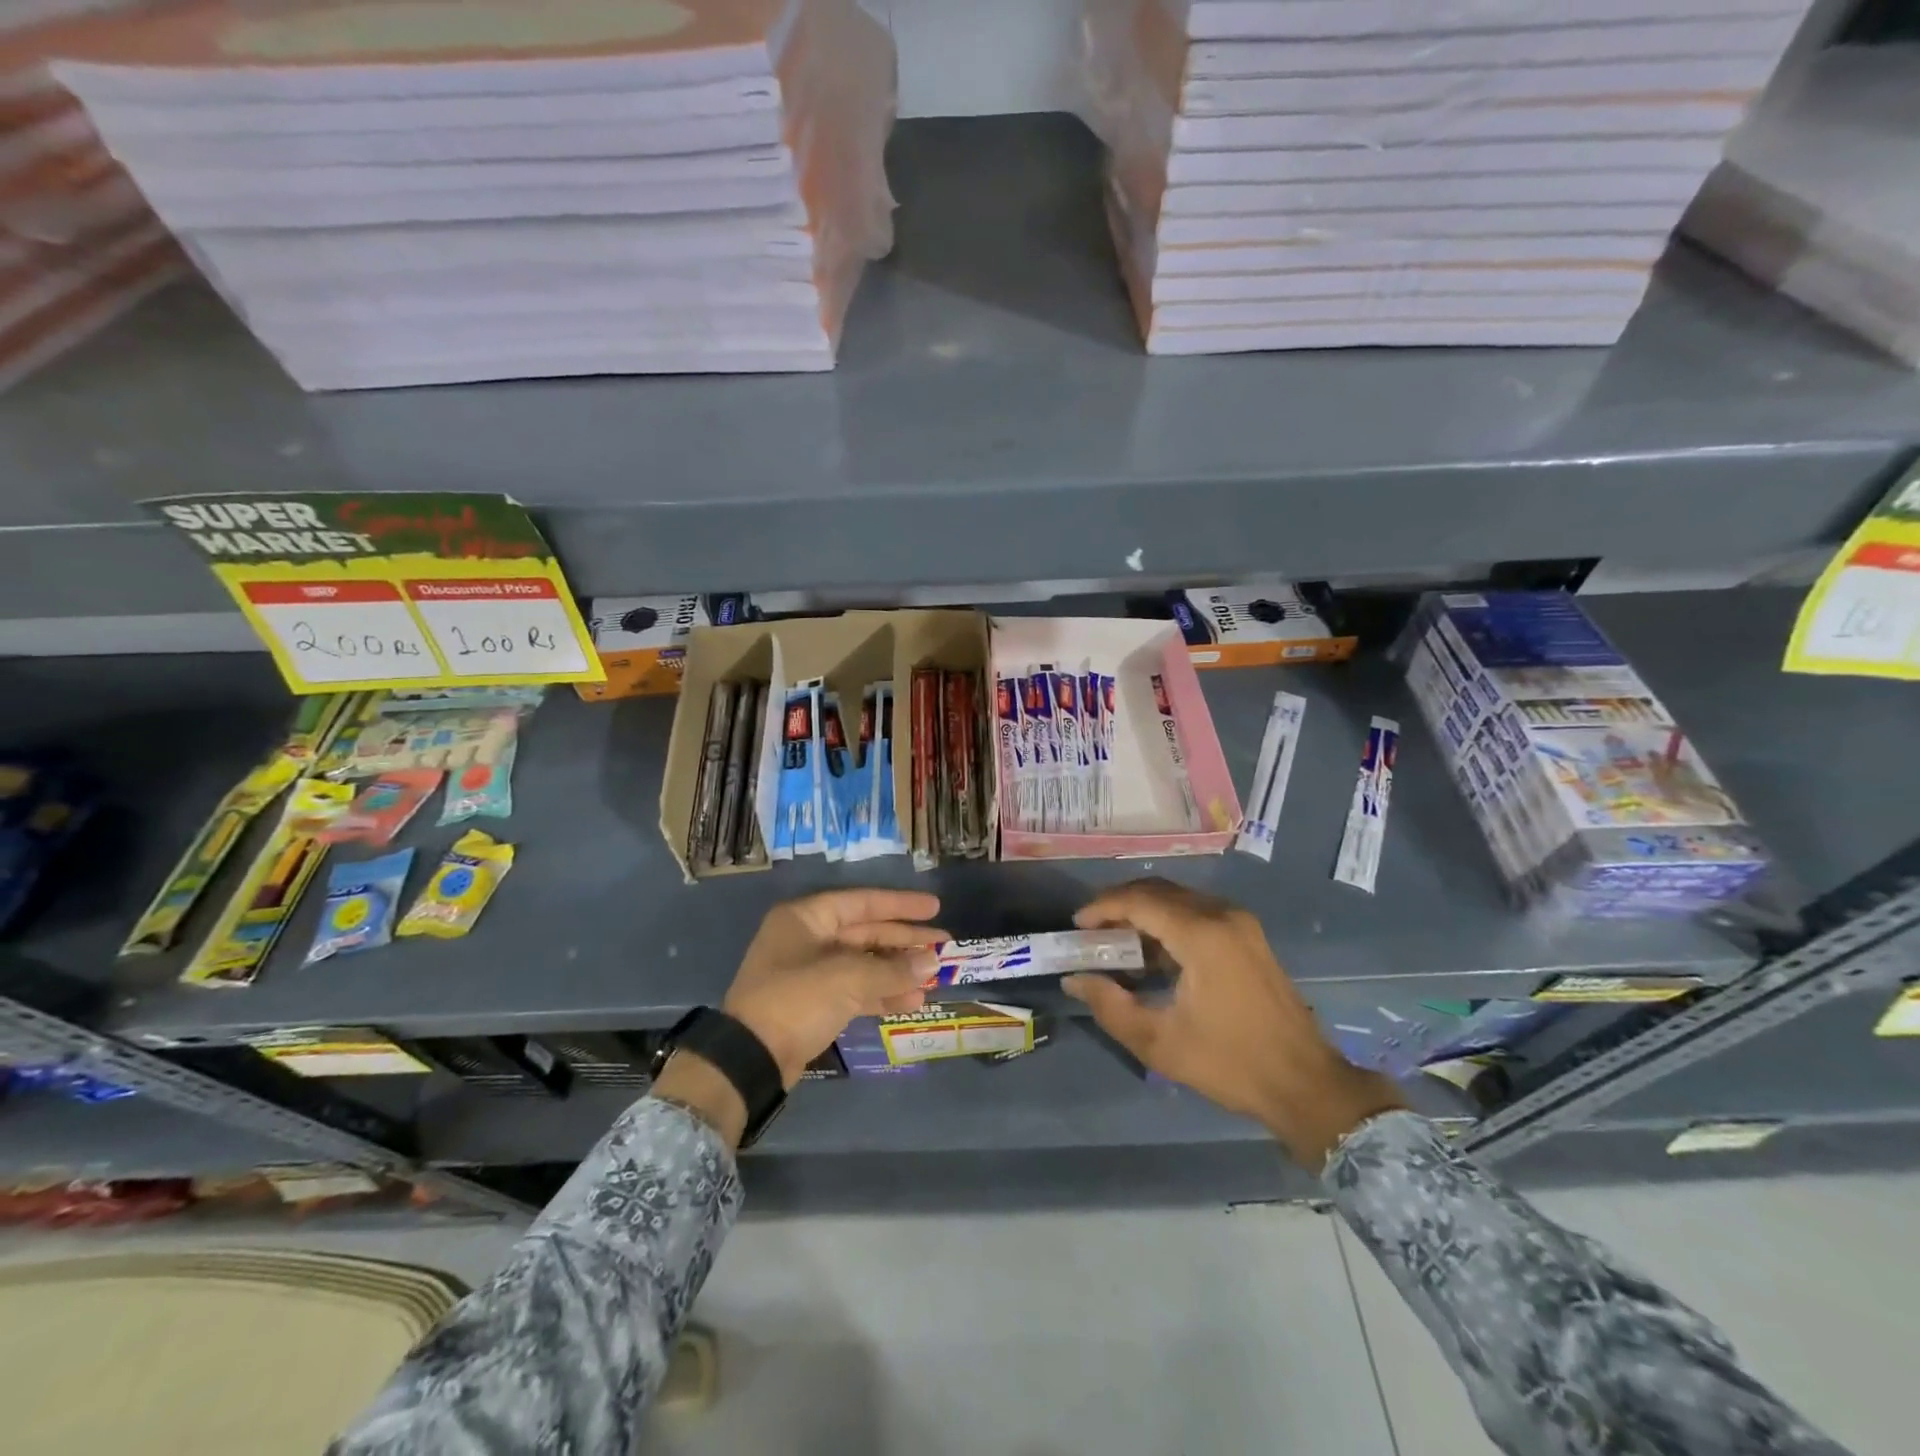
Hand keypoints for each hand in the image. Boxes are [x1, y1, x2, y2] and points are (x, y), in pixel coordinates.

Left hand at [722, 888, 947, 1088]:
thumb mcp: (848, 979)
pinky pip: (856, 990)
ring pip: (864, 963)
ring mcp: (810, 972)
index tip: (935, 908)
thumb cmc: (796, 1000)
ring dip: (898, 970)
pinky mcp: (814, 1003)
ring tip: (934, 977)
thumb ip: (892, 969)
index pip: (863, 903)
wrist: (750, 1059)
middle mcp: (808, 938)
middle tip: (943, 945)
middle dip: (904, 941)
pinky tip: (913, 1001)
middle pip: (866, 932)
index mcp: (807, 918)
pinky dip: (882, 994)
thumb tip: (932, 962)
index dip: (901, 905)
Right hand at [1062, 879, 1404, 1168]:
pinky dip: (1168, 922)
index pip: (1139, 900)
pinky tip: (1153, 954)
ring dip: (1144, 912)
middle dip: (1120, 905)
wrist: (1305, 1084)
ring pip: (1178, 899)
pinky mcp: (1249, 936)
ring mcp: (1240, 923)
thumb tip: (1074, 980)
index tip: (1076, 926)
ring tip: (1116, 943)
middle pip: (1158, 891)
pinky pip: (1197, 912)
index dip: (1102, 907)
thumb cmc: (1230, 1063)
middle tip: (1092, 931)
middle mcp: (1222, 915)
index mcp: (1201, 934)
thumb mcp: (1159, 1042)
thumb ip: (1109, 1005)